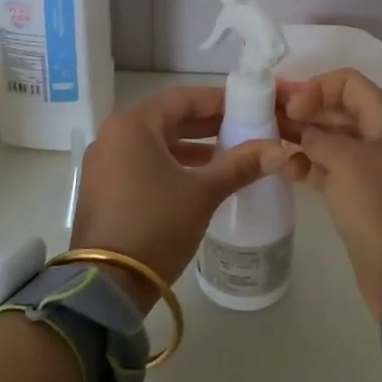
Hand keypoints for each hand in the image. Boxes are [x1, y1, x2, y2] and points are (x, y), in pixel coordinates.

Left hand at [71, 86, 286, 311]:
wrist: (107, 283)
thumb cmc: (156, 224)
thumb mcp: (202, 192)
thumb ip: (240, 165)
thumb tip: (279, 151)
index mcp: (133, 125)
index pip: (182, 99)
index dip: (217, 101)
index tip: (248, 107)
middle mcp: (113, 136)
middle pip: (167, 120)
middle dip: (206, 126)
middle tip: (244, 130)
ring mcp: (104, 164)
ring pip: (155, 144)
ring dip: (190, 148)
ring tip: (228, 158)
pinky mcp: (103, 190)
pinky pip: (142, 165)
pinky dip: (171, 167)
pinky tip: (199, 182)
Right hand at [278, 69, 381, 317]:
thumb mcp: (347, 162)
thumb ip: (318, 137)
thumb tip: (301, 130)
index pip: (347, 83)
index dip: (315, 88)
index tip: (290, 108)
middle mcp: (379, 137)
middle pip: (337, 109)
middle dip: (303, 110)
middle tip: (264, 118)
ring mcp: (369, 168)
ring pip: (329, 140)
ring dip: (301, 137)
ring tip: (267, 142)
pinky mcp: (358, 196)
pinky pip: (328, 169)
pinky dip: (307, 165)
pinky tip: (284, 169)